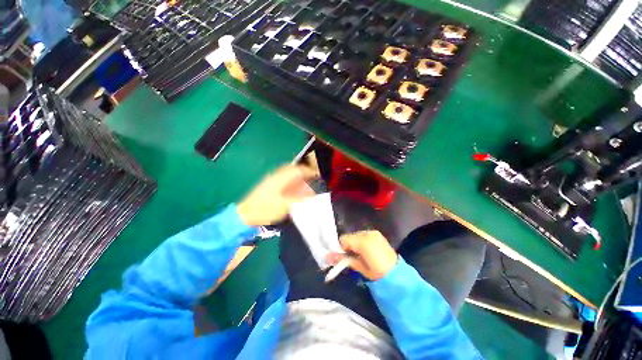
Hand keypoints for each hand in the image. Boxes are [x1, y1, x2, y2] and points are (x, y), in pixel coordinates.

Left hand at [237, 164, 316, 225]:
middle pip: (293, 169)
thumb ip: (299, 199)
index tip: (316, 175)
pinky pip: (284, 179)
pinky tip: (294, 189)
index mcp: (280, 179)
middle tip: (311, 179)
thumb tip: (311, 194)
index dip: (308, 171)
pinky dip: (291, 182)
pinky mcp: (269, 185)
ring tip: (305, 185)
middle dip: (303, 173)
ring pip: (288, 174)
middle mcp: (276, 176)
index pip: (297, 170)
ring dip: (298, 177)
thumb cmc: (265, 210)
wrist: (246, 214)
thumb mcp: (285, 206)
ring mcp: (271, 180)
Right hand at [328, 230, 397, 280]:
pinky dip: (361, 241)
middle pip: (350, 236)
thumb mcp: (359, 267)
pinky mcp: (377, 234)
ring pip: (356, 235)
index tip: (341, 256)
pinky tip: (365, 250)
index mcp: (363, 242)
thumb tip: (327, 257)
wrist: (397, 274)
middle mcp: (367, 233)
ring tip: (358, 253)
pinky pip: (363, 235)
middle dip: (347, 245)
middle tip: (349, 256)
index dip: (340, 248)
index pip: (344, 239)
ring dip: (354, 243)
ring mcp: (373, 232)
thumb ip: (343, 259)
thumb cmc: (377, 273)